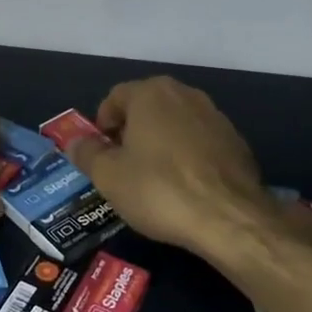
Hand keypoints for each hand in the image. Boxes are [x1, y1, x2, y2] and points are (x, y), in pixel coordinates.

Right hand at [65, 76, 281, 260]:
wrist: (230, 218)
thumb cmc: (159, 189)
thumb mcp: (108, 176)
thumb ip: (87, 153)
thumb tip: (74, 142)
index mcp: (151, 93)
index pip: (115, 96)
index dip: (102, 123)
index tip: (99, 152)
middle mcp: (185, 94)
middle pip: (147, 107)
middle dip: (130, 131)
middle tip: (121, 165)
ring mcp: (216, 116)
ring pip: (175, 124)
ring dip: (159, 143)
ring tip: (152, 178)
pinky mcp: (237, 142)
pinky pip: (199, 143)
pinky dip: (186, 157)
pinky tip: (183, 187)